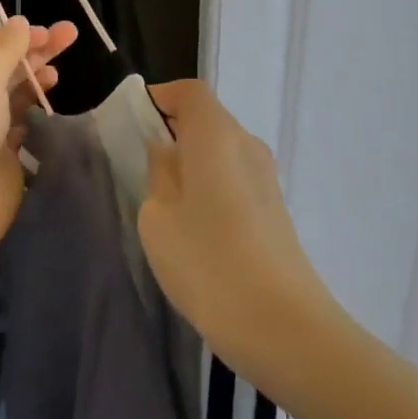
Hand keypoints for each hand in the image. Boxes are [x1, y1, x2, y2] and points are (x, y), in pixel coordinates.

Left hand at [0, 17, 76, 269]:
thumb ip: (6, 49)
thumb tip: (20, 22)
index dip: (15, 36)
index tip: (48, 32)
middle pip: (0, 67)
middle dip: (33, 52)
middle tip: (71, 37)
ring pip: (10, 95)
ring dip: (34, 80)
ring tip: (57, 75)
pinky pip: (18, 125)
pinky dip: (33, 111)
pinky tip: (49, 105)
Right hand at [139, 80, 333, 378]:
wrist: (283, 327)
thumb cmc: (208, 262)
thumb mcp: (158, 216)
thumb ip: (157, 172)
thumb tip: (165, 151)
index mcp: (217, 134)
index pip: (189, 92)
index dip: (161, 97)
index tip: (134, 124)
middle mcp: (247, 144)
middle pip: (207, 119)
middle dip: (173, 133)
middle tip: (141, 166)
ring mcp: (267, 178)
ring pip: (221, 151)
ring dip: (193, 164)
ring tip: (165, 203)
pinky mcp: (275, 209)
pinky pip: (235, 178)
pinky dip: (212, 187)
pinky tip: (197, 229)